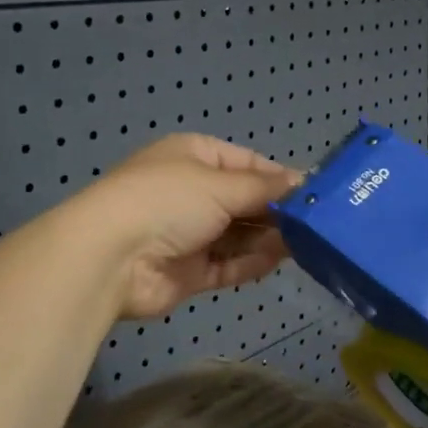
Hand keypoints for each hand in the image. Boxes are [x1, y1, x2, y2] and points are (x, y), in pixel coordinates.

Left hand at [72, 135, 300, 319]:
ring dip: (268, 238)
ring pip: (239, 235)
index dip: (279, 178)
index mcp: (194, 157)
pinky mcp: (189, 271)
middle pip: (245, 201)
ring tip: (306, 243)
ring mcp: (189, 233)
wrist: (111, 257)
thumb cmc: (167, 201)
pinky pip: (228, 264)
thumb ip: (265, 188)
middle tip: (316, 224)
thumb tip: (303, 182)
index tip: (314, 194)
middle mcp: (192, 192)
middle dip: (277, 212)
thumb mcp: (221, 184)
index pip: (247, 163)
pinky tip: (279, 261)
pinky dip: (251, 263)